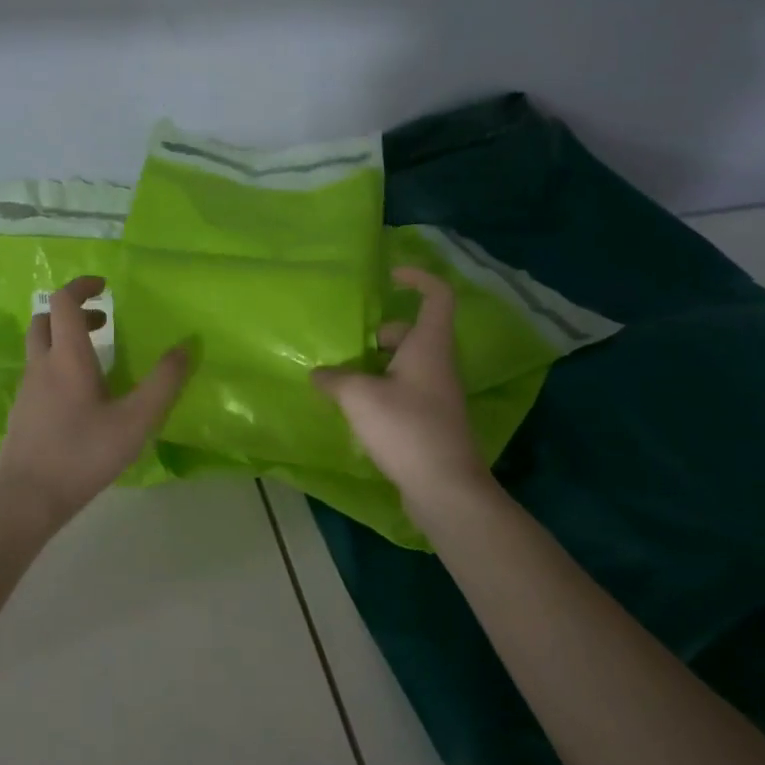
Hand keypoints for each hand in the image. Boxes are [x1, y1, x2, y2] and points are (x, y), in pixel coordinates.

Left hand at [0, 276, 190, 527]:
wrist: (27, 498)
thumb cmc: (83, 454)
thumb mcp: (135, 421)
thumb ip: (163, 383)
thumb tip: (186, 347)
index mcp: (67, 356)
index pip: (64, 301)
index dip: (82, 286)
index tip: (105, 286)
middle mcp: (42, 365)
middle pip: (45, 319)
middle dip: (73, 312)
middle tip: (104, 323)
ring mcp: (28, 389)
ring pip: (39, 346)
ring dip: (65, 338)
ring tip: (98, 358)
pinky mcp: (23, 411)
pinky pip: (38, 372)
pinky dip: (57, 364)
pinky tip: (81, 396)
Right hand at [312, 266, 493, 513]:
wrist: (445, 488)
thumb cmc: (406, 429)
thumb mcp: (359, 397)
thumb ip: (334, 379)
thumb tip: (319, 374)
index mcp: (429, 346)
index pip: (437, 296)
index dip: (418, 278)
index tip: (391, 276)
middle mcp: (437, 365)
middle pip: (413, 333)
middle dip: (380, 333)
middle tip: (349, 345)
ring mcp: (436, 395)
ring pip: (405, 365)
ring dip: (376, 366)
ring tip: (342, 379)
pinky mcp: (430, 421)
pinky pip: (404, 392)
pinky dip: (381, 392)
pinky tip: (356, 411)